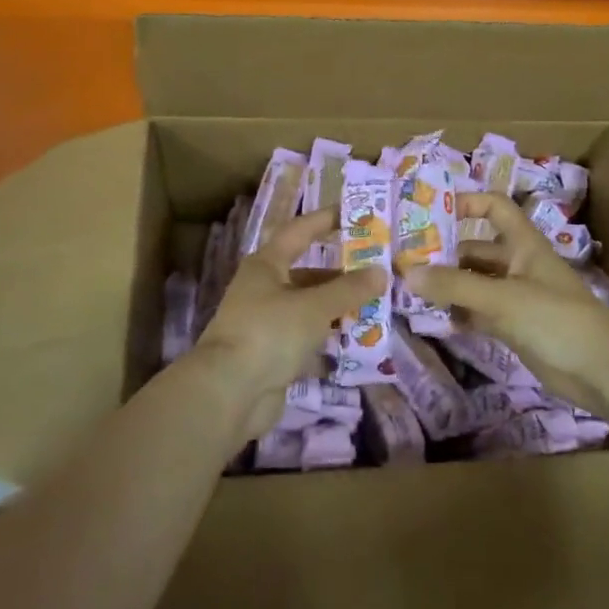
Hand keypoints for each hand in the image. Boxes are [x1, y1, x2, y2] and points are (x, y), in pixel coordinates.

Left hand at [191, 206, 385, 441]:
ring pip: (309, 308)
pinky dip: (329, 339)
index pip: (300, 231)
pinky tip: (357, 342)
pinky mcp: (272, 355)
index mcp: (267, 265)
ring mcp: (266, 324)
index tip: (355, 213)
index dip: (325, 219)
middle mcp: (264, 289)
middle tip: (377, 270)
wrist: (228, 394)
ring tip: (376, 306)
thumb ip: (349, 289)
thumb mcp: (314, 307)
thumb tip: (381, 272)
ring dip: (338, 308)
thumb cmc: (269, 333)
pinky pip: (307, 339)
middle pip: (308, 274)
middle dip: (341, 274)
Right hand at [405, 193, 608, 417]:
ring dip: (448, 286)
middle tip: (404, 262)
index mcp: (523, 243)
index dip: (466, 203)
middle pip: (476, 250)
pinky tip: (434, 319)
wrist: (601, 370)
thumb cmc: (555, 319)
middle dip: (444, 253)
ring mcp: (517, 297)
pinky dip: (460, 314)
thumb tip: (406, 273)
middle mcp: (518, 264)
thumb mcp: (502, 298)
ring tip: (409, 291)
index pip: (494, 207)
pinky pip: (480, 313)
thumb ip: (455, 286)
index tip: (430, 213)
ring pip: (475, 283)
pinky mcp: (515, 327)